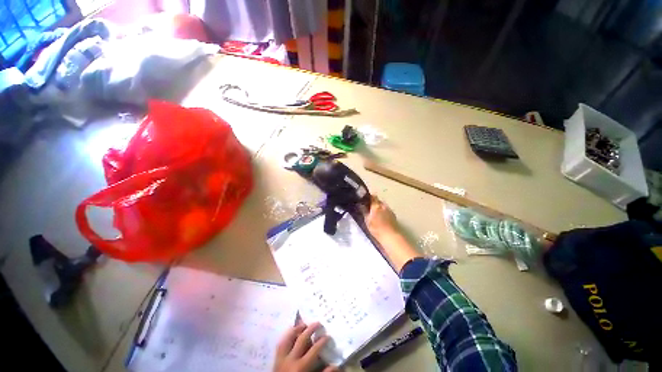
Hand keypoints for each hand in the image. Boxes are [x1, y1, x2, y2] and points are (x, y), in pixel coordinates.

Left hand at [274, 322, 337, 371]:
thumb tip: (336, 365)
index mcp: (301, 367)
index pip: (314, 349)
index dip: (322, 341)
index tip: (328, 336)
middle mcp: (291, 360)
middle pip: (302, 339)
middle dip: (311, 329)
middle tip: (318, 323)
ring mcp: (281, 358)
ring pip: (289, 338)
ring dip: (297, 329)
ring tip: (305, 324)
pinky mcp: (275, 359)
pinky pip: (280, 343)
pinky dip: (286, 336)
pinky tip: (292, 331)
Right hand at [364, 196, 398, 238]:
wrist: (390, 236)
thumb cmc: (376, 228)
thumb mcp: (367, 220)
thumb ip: (364, 211)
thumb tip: (361, 204)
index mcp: (376, 205)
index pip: (372, 196)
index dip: (368, 197)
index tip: (364, 200)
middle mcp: (383, 205)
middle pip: (378, 201)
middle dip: (373, 203)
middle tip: (368, 208)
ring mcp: (389, 210)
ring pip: (382, 206)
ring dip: (379, 208)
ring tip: (375, 214)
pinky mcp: (393, 215)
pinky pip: (386, 210)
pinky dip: (383, 212)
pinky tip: (381, 218)